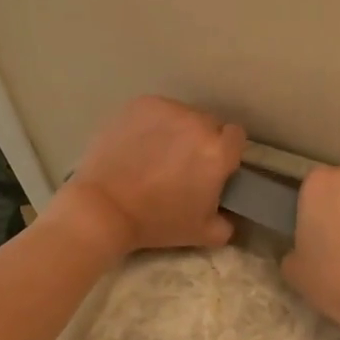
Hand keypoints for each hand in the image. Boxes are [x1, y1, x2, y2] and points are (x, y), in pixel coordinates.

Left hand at [50, 96, 245, 254]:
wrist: (103, 208)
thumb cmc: (156, 222)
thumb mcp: (201, 234)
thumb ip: (226, 224)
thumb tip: (227, 216)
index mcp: (218, 152)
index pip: (237, 137)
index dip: (226, 151)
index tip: (212, 166)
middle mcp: (197, 123)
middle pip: (209, 124)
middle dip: (201, 140)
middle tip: (182, 163)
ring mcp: (168, 110)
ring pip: (183, 115)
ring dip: (178, 130)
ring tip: (157, 152)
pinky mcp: (141, 105)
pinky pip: (158, 110)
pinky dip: (154, 123)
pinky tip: (139, 143)